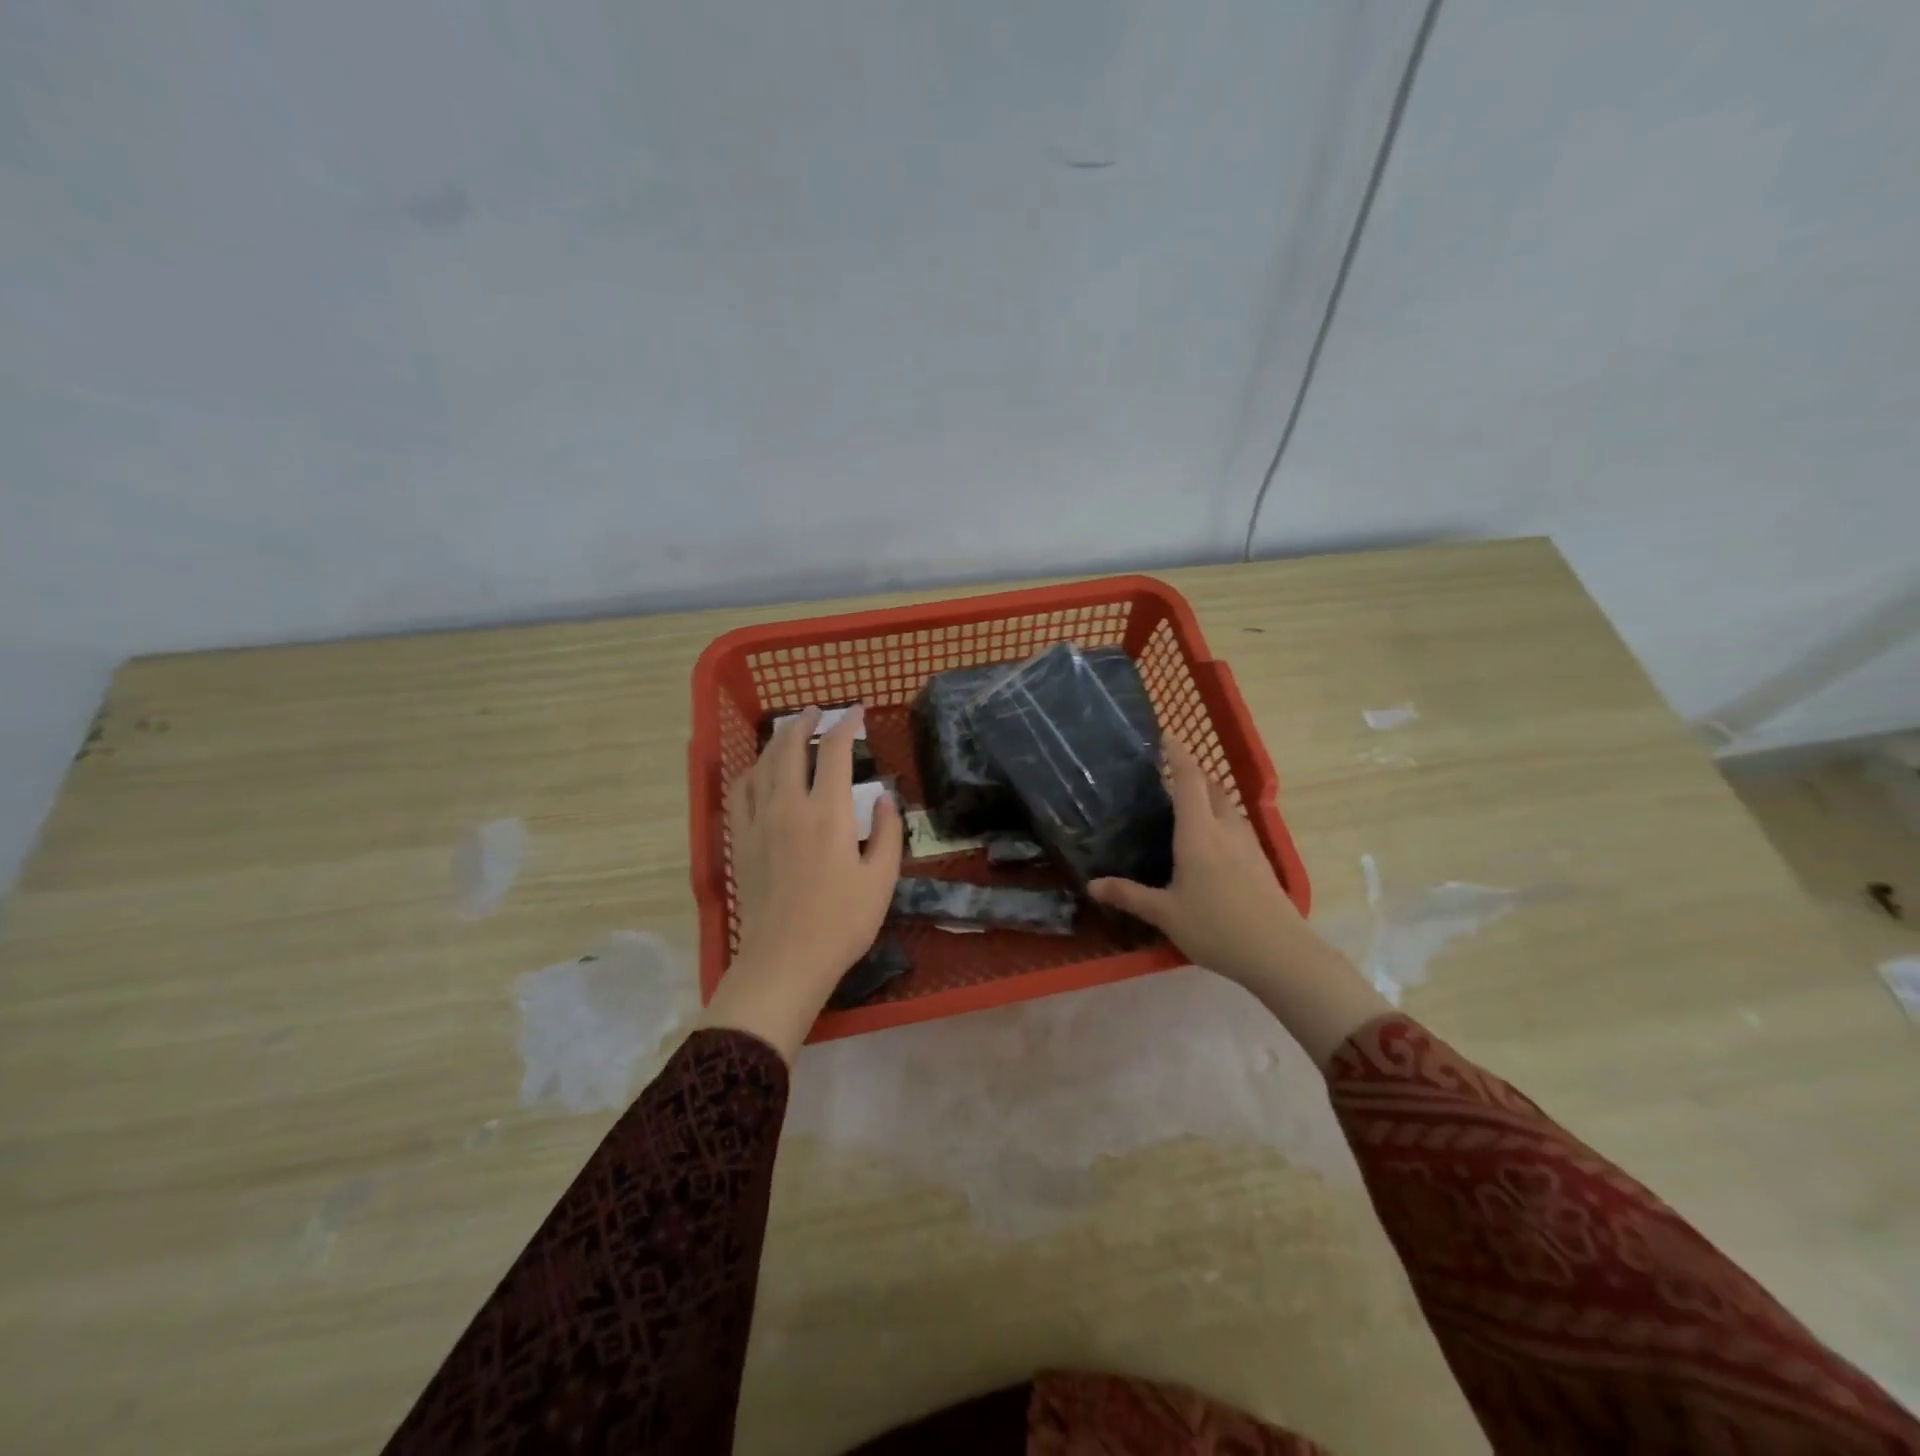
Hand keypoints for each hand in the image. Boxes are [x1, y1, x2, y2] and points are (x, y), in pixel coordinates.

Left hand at [704, 706, 902, 1060]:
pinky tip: (756, 771)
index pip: (834, 751)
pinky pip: (739, 793)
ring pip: (763, 765)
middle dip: (805, 723)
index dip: (846, 725)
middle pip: (790, 748)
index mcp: (828, 812)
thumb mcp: (882, 879)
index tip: (858, 712)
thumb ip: (886, 832)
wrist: (785, 960)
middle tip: (817, 711)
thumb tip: (883, 798)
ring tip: (789, 730)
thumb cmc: (842, 922)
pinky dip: (749, 772)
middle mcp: (789, 806)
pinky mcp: (741, 841)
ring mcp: (759, 822)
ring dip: (777, 741)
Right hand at [1089, 737, 1389, 1066]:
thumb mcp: (1165, 914)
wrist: (1280, 953)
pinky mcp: (1260, 862)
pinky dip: (1220, 819)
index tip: (1166, 735)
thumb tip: (1092, 884)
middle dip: (1192, 774)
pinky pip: (1236, 826)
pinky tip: (1210, 842)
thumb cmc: (1216, 927)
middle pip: (1211, 787)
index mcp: (1198, 832)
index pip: (1187, 779)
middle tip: (1167, 775)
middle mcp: (1225, 828)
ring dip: (1209, 796)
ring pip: (1228, 806)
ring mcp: (1248, 844)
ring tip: (1186, 806)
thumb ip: (1129, 895)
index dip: (1177, 754)